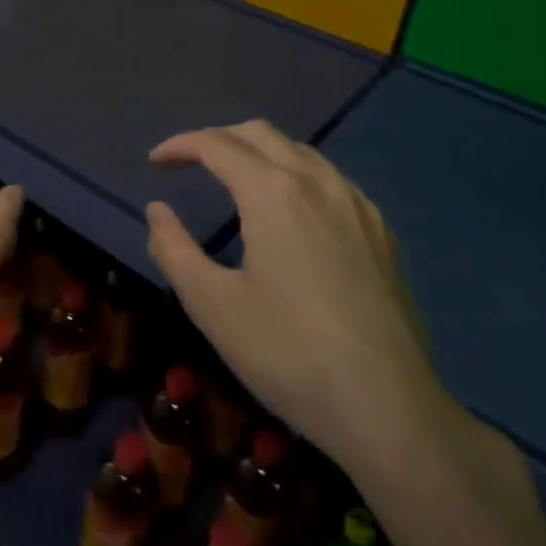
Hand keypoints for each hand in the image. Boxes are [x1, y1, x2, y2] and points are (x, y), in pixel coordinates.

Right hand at [146, 121, 444, 468]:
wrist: (390, 410)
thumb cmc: (288, 355)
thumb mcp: (211, 305)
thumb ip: (173, 249)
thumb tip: (157, 210)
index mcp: (273, 193)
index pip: (217, 145)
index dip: (180, 146)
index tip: (155, 162)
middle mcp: (317, 183)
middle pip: (260, 134)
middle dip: (218, 138)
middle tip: (189, 162)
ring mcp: (357, 206)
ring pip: (300, 151)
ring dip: (258, 151)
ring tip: (234, 179)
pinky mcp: (381, 233)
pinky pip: (330, 179)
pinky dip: (296, 173)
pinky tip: (291, 210)